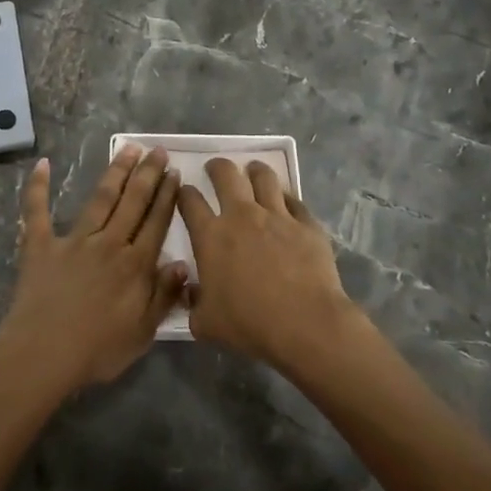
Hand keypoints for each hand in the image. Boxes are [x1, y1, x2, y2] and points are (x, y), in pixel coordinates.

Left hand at [0, 145, 188, 389]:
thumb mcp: (142, 333)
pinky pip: (37, 212)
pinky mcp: (40, 246)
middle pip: (133, 202)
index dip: (167, 196)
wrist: (43, 355)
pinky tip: (42, 165)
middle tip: (157, 150)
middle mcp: (108, 244)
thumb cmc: (97, 351)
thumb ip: (164, 296)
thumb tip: (183, 263)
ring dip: (115, 172)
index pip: (156, 223)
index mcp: (134, 266)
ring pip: (100, 199)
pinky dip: (38, 187)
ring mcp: (73, 241)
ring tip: (128, 149)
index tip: (174, 172)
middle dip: (147, 174)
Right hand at [177, 158, 358, 367]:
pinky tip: (285, 204)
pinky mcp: (306, 223)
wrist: (305, 324)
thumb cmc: (250, 324)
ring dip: (255, 171)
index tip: (185, 192)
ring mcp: (276, 216)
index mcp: (211, 236)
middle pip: (226, 174)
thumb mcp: (206, 324)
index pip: (190, 201)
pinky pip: (294, 200)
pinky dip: (286, 199)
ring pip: (263, 176)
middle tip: (216, 169)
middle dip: (217, 166)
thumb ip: (193, 304)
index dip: (184, 193)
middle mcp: (241, 216)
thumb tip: (190, 292)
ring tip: (253, 171)